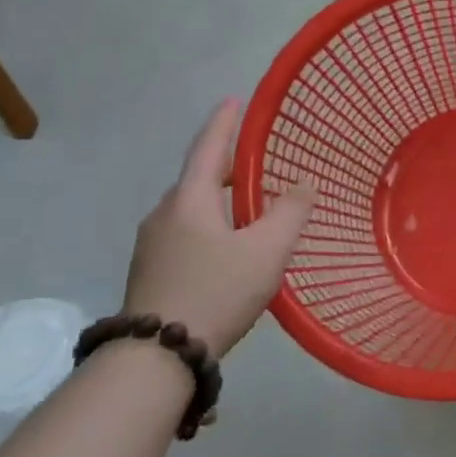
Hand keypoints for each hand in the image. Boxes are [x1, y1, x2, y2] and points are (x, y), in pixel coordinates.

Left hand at [123, 100, 316, 357]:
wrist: (156, 356)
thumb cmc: (216, 290)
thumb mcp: (267, 249)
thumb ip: (290, 211)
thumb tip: (303, 182)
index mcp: (189, 200)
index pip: (208, 147)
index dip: (224, 123)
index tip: (233, 100)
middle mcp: (164, 214)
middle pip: (198, 178)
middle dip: (226, 165)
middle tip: (256, 159)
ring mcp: (153, 245)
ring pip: (192, 209)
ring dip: (219, 199)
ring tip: (250, 205)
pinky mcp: (152, 272)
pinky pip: (186, 233)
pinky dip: (211, 225)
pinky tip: (230, 246)